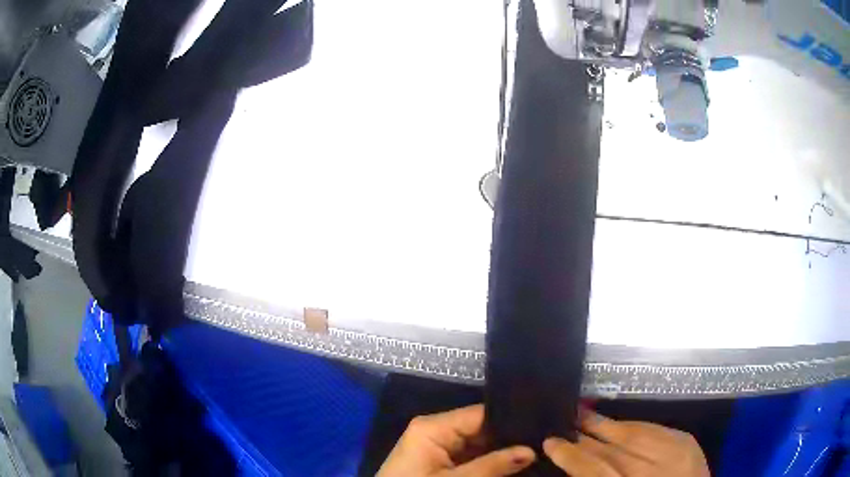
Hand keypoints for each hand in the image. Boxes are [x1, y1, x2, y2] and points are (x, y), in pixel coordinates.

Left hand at [377, 404, 535, 476]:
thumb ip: (493, 465)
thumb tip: (531, 450)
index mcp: (433, 427)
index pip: (480, 414)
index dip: (511, 420)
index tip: (541, 425)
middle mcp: (436, 431)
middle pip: (481, 429)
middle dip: (509, 439)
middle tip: (543, 442)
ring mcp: (437, 447)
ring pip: (479, 445)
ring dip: (502, 452)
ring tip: (536, 450)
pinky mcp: (438, 462)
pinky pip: (470, 457)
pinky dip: (488, 463)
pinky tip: (514, 463)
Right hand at [543, 409, 709, 476]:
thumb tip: (572, 463)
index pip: (595, 472)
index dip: (572, 456)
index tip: (551, 442)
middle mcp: (655, 473)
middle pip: (614, 451)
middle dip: (587, 437)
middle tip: (564, 422)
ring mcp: (676, 455)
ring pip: (635, 435)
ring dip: (607, 425)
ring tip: (584, 414)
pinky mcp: (688, 442)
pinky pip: (656, 428)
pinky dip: (635, 425)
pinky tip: (619, 422)